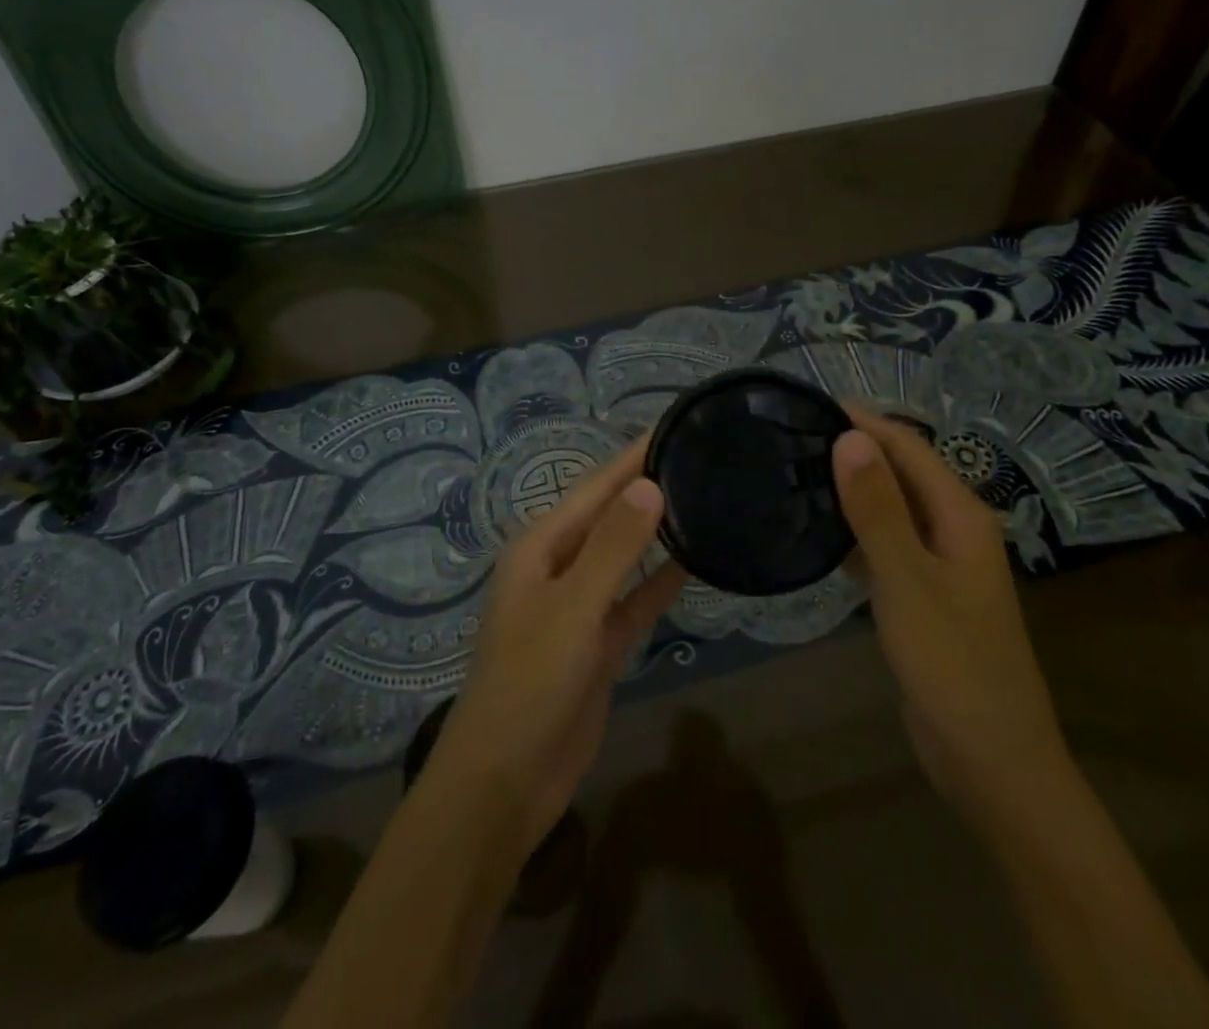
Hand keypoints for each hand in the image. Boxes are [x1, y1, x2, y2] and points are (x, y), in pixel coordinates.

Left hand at [426, 439, 686, 857]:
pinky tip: (693, 564)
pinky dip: (658, 583)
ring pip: (623, 556)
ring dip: (655, 532)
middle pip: (609, 517)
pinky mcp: (597, 644)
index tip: (672, 426)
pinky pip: (632, 601)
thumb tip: (649, 484)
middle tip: (699, 457)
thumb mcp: (572, 608)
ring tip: (702, 499)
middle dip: (646, 488)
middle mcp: (557, 567)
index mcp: (539, 548)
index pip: (594, 488)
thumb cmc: (529, 683)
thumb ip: (612, 547)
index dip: (632, 457)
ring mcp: (578, 607)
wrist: (505, 781)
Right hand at [832, 408, 1067, 810]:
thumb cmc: (953, 665)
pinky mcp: (923, 593)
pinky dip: (854, 531)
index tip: (807, 403)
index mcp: (962, 516)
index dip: (863, 421)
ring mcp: (940, 563)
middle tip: (790, 437)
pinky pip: (885, 544)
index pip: (908, 447)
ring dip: (851, 488)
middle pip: (901, 472)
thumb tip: (849, 436)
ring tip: (794, 474)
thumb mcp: (908, 582)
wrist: (991, 760)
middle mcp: (954, 529)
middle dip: (854, 449)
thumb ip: (877, 509)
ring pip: (891, 508)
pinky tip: (817, 533)